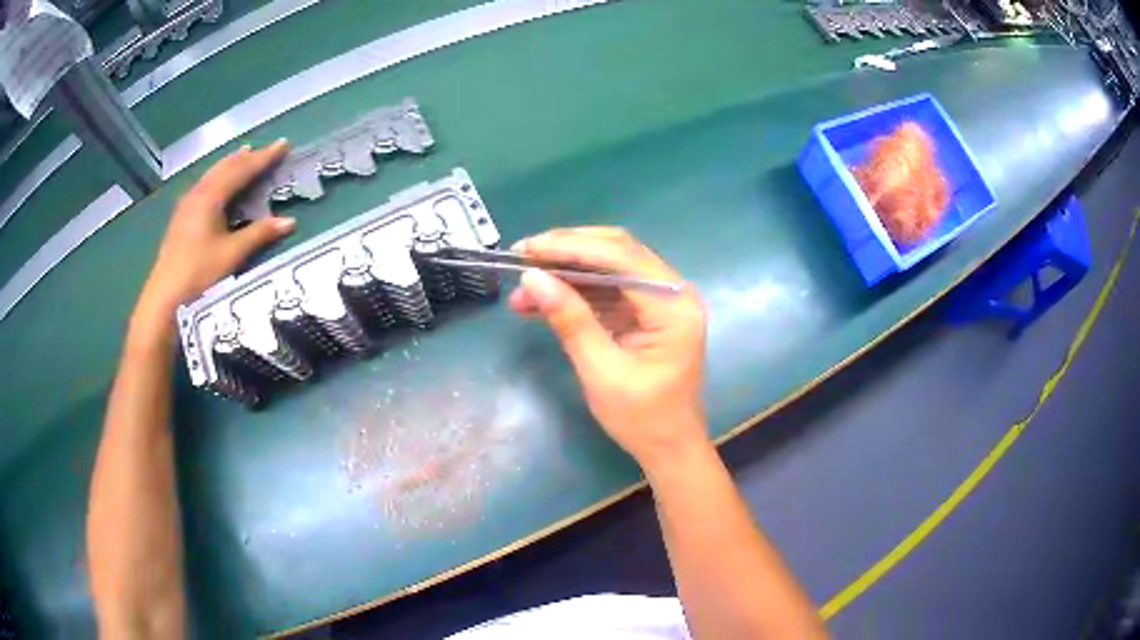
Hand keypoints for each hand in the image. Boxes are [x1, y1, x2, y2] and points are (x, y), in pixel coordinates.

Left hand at [134, 141, 294, 324]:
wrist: (165, 298)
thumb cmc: (199, 274)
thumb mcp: (232, 255)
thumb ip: (260, 234)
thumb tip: (290, 221)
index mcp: (211, 196)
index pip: (242, 169)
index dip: (264, 157)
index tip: (283, 144)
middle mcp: (198, 193)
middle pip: (226, 167)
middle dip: (247, 156)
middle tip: (266, 149)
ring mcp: (186, 204)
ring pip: (213, 174)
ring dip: (231, 164)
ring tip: (243, 155)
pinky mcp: (181, 217)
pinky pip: (204, 185)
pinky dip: (218, 177)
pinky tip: (218, 183)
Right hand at [509, 227, 708, 467]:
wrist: (669, 449)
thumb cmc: (643, 419)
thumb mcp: (602, 371)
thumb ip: (570, 320)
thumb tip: (531, 278)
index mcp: (673, 306)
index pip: (620, 257)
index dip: (570, 247)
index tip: (527, 249)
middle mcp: (673, 293)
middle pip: (617, 252)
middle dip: (566, 251)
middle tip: (522, 256)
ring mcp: (661, 302)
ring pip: (609, 267)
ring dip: (566, 272)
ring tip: (523, 284)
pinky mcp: (646, 314)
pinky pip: (608, 290)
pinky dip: (576, 292)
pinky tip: (542, 300)